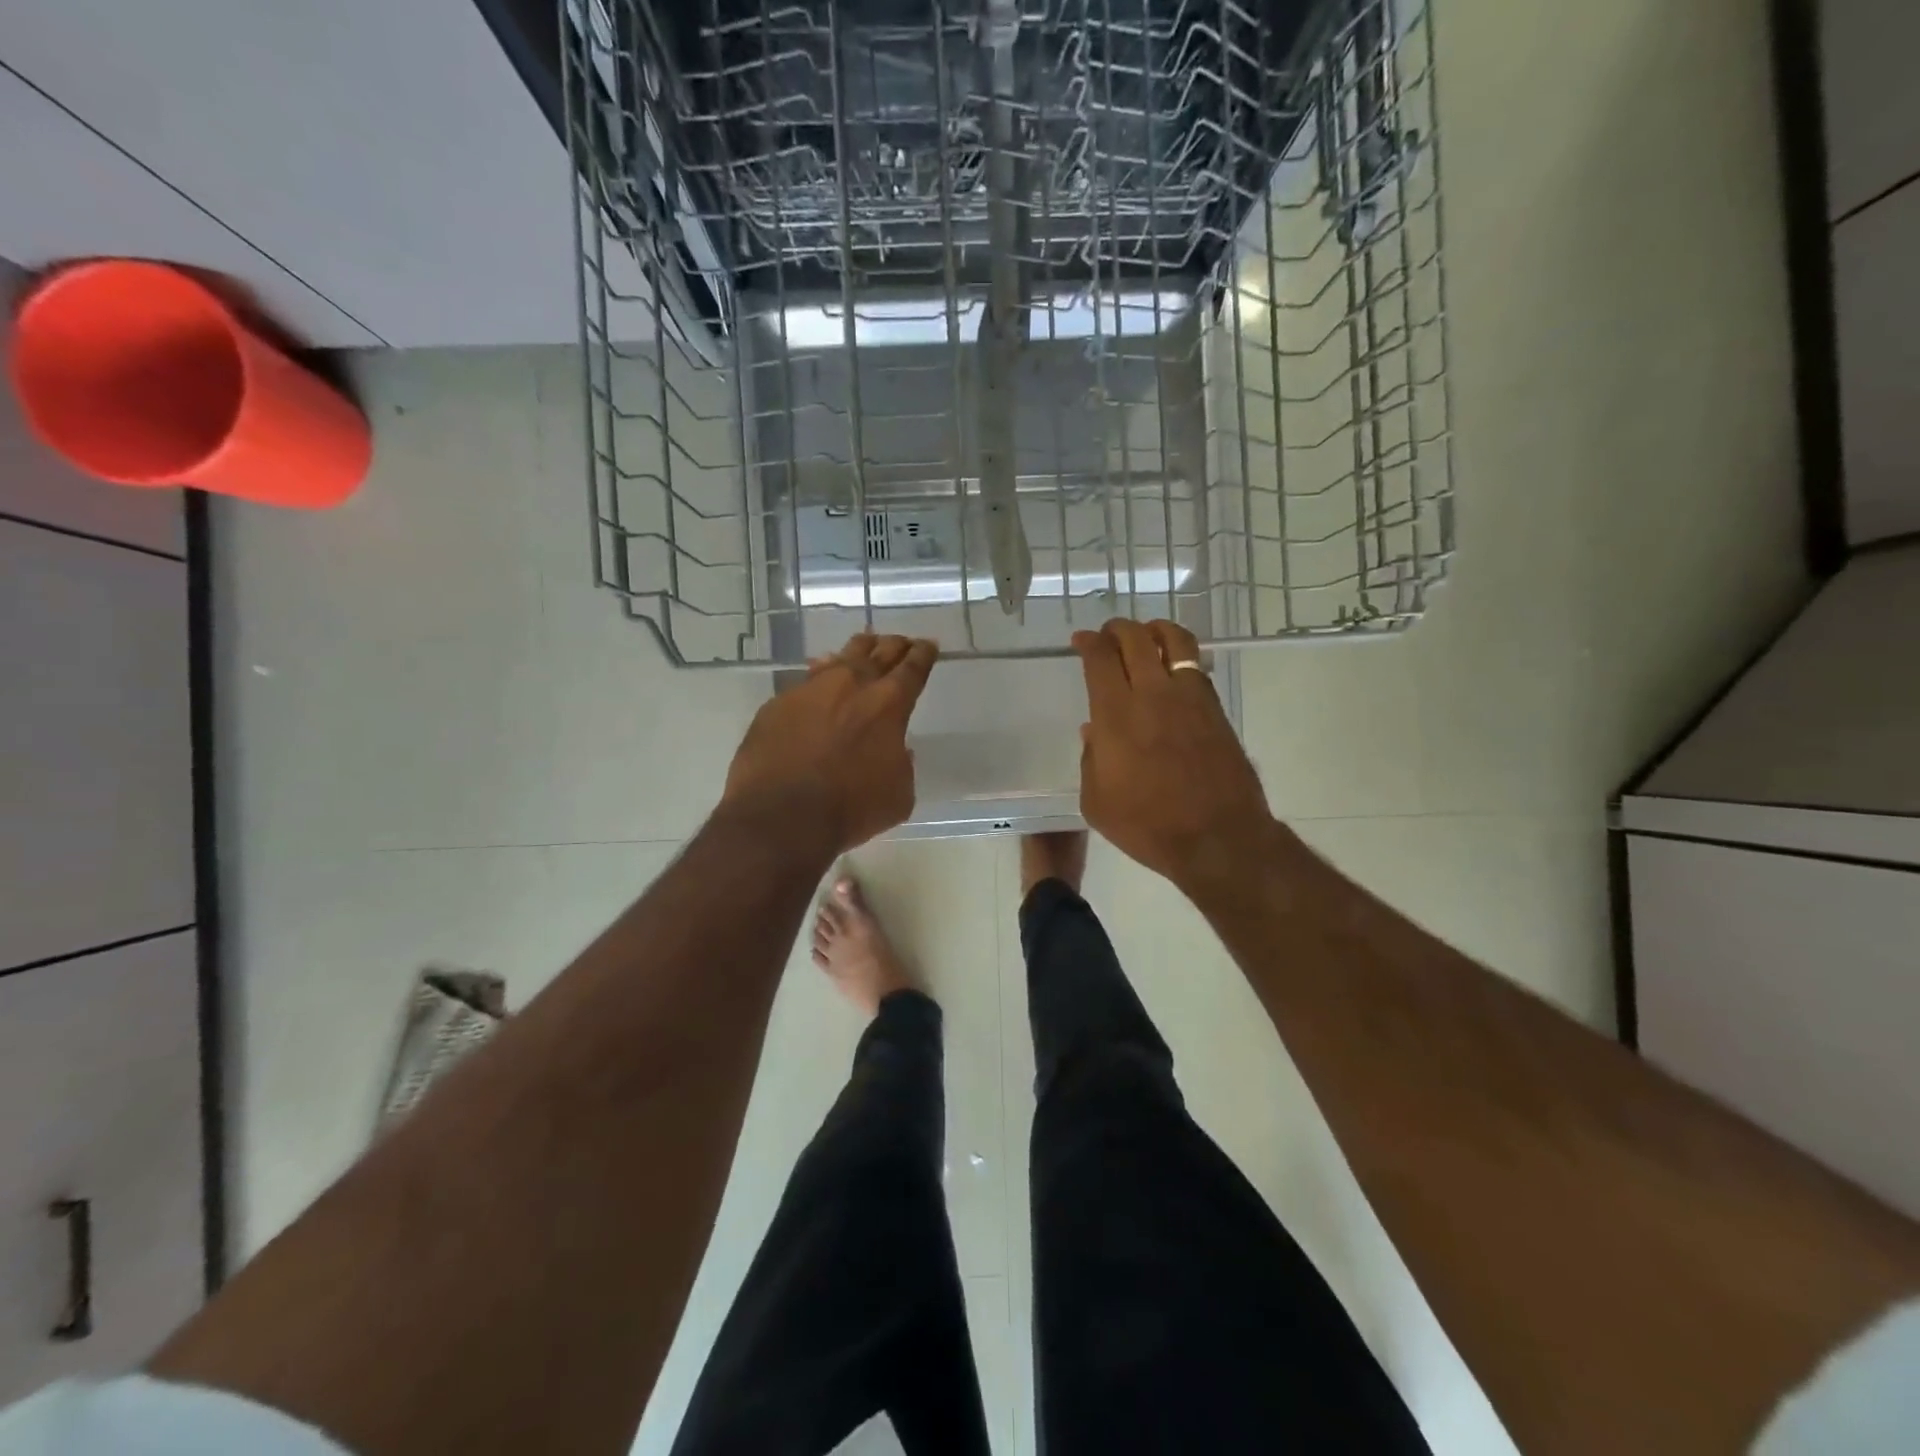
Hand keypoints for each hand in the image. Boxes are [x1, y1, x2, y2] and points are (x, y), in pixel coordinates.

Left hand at [721, 633, 938, 855]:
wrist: (781, 816)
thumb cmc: (851, 809)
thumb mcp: (899, 794)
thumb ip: (902, 764)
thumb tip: (895, 750)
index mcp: (889, 704)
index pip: (913, 668)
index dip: (923, 654)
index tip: (928, 645)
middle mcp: (852, 685)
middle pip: (879, 652)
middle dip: (895, 645)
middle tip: (902, 643)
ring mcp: (811, 689)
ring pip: (840, 657)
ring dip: (857, 652)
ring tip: (864, 648)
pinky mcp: (778, 703)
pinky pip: (806, 680)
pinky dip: (820, 678)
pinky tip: (820, 682)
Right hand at [1074, 618, 1278, 895]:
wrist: (1218, 838)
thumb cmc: (1148, 826)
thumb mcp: (1097, 802)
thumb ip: (1089, 761)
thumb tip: (1093, 731)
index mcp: (1116, 715)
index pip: (1100, 658)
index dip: (1088, 642)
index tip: (1081, 641)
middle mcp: (1153, 694)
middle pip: (1135, 638)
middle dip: (1117, 628)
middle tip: (1108, 635)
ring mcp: (1190, 698)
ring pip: (1174, 640)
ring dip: (1154, 630)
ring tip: (1146, 635)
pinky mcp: (1215, 708)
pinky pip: (1195, 666)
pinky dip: (1179, 655)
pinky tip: (1172, 668)